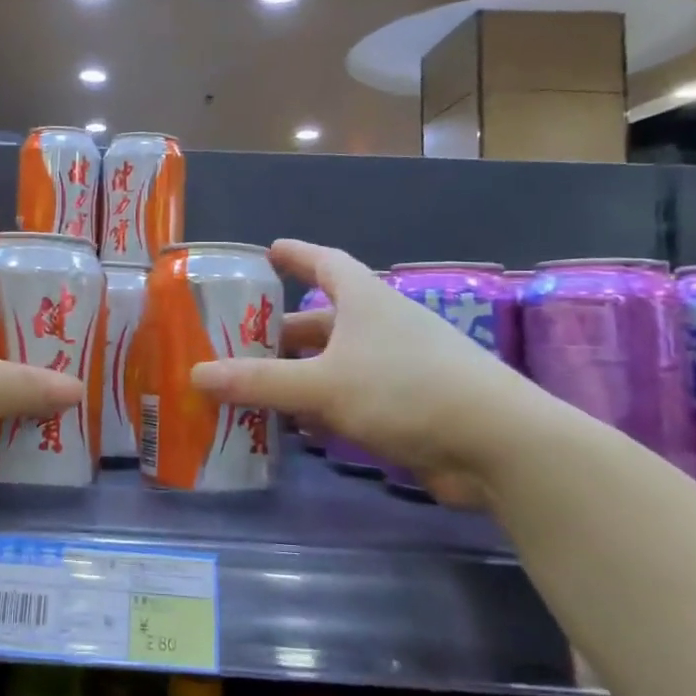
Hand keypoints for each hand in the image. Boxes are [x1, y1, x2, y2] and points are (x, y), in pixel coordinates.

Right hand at [189, 239, 527, 505]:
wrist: (498, 444)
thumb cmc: (405, 390)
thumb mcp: (322, 384)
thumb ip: (259, 381)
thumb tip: (196, 374)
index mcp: (365, 301)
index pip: (324, 262)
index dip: (295, 255)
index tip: (268, 252)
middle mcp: (382, 325)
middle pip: (323, 319)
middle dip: (282, 332)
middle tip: (240, 344)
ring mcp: (399, 366)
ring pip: (336, 362)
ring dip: (300, 374)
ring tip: (256, 388)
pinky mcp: (411, 405)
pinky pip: (353, 396)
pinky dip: (323, 407)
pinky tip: (297, 427)